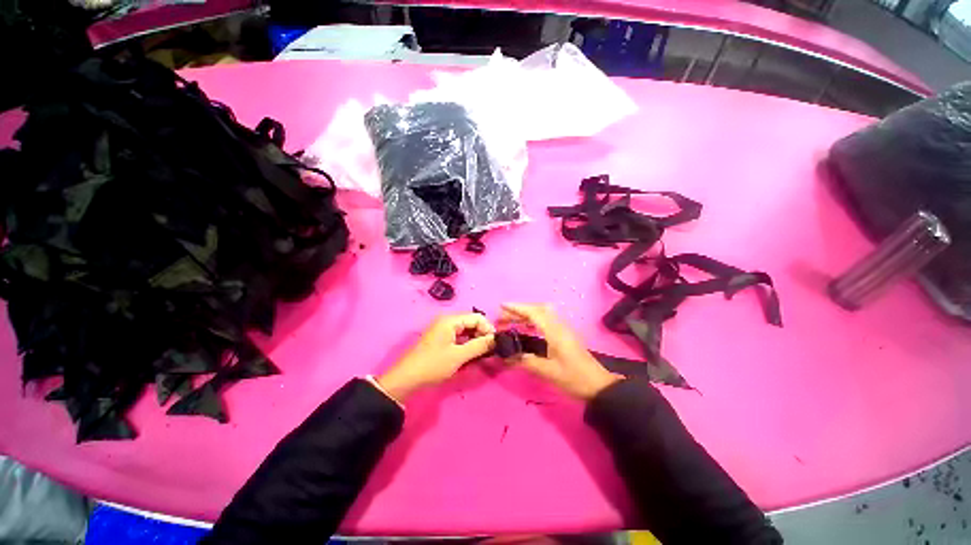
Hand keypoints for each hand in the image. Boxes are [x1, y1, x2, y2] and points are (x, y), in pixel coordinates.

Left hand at [377, 313, 495, 401]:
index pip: (477, 317)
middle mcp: (447, 321)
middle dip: (482, 335)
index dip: (488, 329)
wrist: (406, 379)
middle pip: (472, 323)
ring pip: (466, 332)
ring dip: (475, 342)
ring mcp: (443, 331)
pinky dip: (466, 346)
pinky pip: (459, 338)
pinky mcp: (441, 340)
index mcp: (450, 320)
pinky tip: (470, 357)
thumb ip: (479, 346)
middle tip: (489, 351)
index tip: (495, 343)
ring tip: (481, 355)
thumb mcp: (459, 356)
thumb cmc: (433, 365)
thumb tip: (496, 339)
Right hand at [499, 304, 621, 399]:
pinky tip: (528, 328)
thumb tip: (506, 357)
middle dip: (520, 310)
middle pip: (539, 309)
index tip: (502, 306)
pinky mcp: (566, 335)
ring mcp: (564, 329)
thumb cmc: (574, 378)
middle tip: (504, 316)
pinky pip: (547, 320)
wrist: (599, 386)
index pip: (534, 313)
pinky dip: (534, 320)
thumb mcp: (548, 372)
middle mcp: (559, 326)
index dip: (517, 308)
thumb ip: (526, 362)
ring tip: (512, 321)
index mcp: (555, 332)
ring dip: (527, 314)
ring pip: (543, 314)